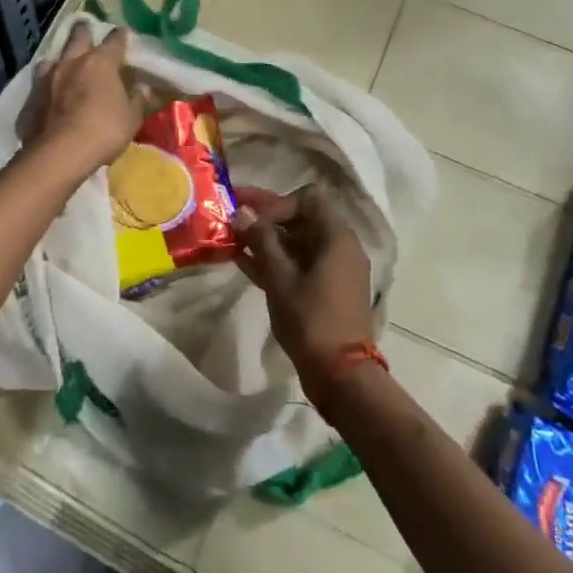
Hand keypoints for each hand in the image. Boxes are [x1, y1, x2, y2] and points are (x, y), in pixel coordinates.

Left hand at [20, 22, 144, 180]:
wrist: (60, 153)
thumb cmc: (104, 131)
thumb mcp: (131, 118)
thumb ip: (138, 99)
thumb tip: (143, 87)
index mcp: (101, 63)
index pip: (115, 40)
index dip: (121, 36)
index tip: (124, 34)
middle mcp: (72, 62)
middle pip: (78, 36)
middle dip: (84, 31)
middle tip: (86, 27)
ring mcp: (48, 78)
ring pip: (53, 57)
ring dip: (60, 58)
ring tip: (63, 62)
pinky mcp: (31, 96)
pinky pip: (39, 82)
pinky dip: (46, 83)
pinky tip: (47, 91)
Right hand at [234, 186, 374, 390]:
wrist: (340, 374)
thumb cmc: (310, 319)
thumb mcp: (280, 278)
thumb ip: (261, 241)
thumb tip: (243, 212)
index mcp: (336, 236)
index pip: (306, 198)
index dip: (275, 202)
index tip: (248, 215)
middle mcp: (340, 246)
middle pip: (302, 219)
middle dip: (266, 219)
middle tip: (232, 220)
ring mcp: (335, 269)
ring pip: (298, 243)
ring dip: (267, 240)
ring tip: (231, 240)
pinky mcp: (327, 289)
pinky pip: (299, 264)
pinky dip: (275, 261)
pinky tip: (243, 262)